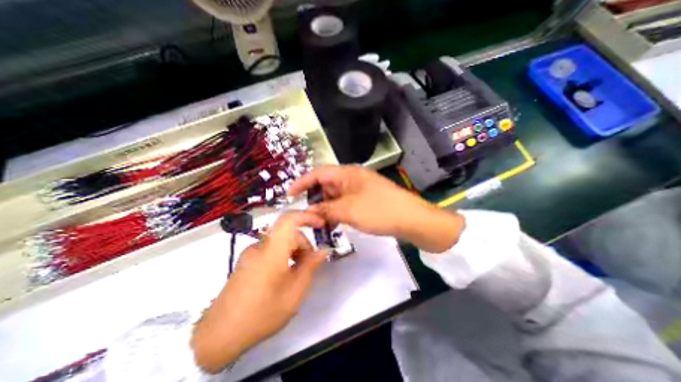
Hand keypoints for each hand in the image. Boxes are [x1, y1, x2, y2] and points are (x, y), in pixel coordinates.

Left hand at [190, 210, 327, 370]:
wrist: (219, 335)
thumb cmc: (262, 312)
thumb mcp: (295, 291)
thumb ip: (310, 266)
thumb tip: (323, 250)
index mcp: (272, 250)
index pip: (289, 219)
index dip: (307, 216)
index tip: (321, 225)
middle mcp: (260, 246)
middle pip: (288, 233)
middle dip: (303, 244)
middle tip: (310, 265)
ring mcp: (251, 253)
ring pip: (280, 242)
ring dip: (293, 251)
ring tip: (297, 274)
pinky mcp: (246, 261)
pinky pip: (270, 249)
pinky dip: (283, 256)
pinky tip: (283, 276)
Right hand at [286, 164, 467, 251]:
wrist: (411, 219)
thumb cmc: (378, 210)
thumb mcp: (348, 210)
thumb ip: (325, 209)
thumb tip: (310, 211)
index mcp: (347, 173)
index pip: (318, 173)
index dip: (302, 183)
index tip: (289, 195)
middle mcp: (352, 178)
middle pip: (326, 185)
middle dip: (315, 199)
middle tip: (306, 215)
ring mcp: (360, 189)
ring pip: (335, 196)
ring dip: (326, 208)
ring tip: (320, 223)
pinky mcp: (366, 200)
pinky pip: (345, 204)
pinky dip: (338, 212)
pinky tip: (334, 224)